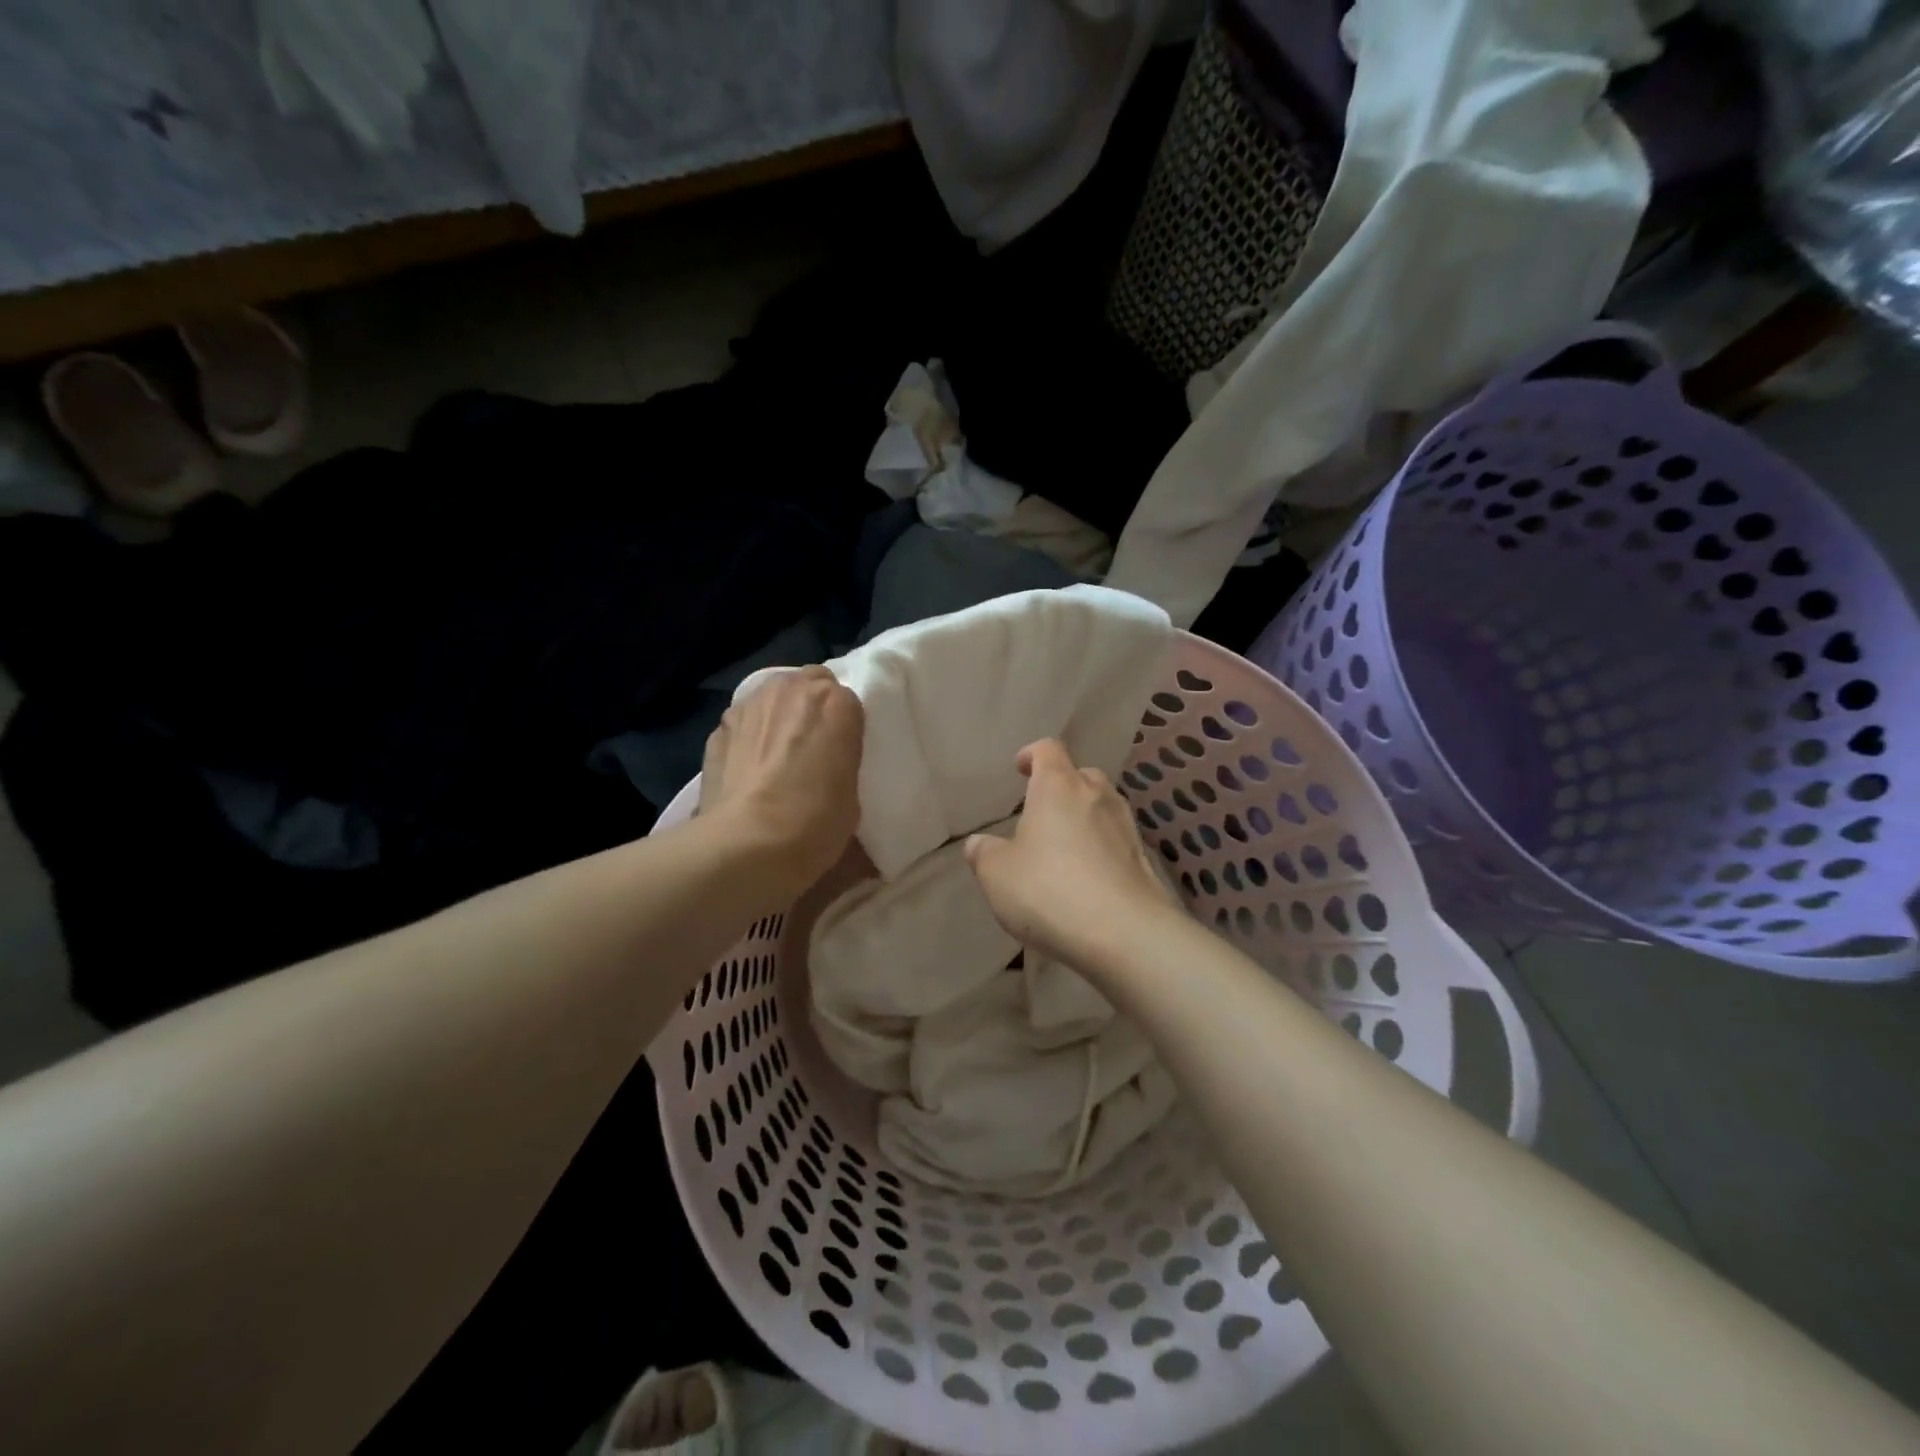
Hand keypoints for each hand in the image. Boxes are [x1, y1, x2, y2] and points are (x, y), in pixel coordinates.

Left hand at [701, 666, 863, 893]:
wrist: (748, 843)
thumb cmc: (815, 822)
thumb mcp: (852, 794)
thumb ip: (842, 761)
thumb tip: (827, 768)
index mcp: (836, 702)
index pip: (849, 701)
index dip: (845, 727)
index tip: (843, 753)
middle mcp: (791, 689)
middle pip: (808, 684)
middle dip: (812, 708)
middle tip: (813, 746)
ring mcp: (749, 705)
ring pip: (772, 697)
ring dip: (779, 716)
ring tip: (778, 753)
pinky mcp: (718, 727)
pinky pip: (744, 722)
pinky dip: (749, 736)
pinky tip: (749, 768)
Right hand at [964, 738, 1180, 971]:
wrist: (1124, 934)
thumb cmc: (1049, 891)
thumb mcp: (997, 874)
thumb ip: (984, 853)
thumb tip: (979, 843)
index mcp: (1058, 786)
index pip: (1048, 749)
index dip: (1031, 754)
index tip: (1019, 768)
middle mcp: (1097, 796)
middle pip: (1081, 775)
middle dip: (1061, 786)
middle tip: (1041, 811)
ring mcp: (1126, 827)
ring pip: (1103, 807)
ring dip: (1084, 818)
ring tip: (1064, 846)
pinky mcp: (1144, 860)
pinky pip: (1117, 842)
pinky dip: (1102, 849)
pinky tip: (1088, 877)